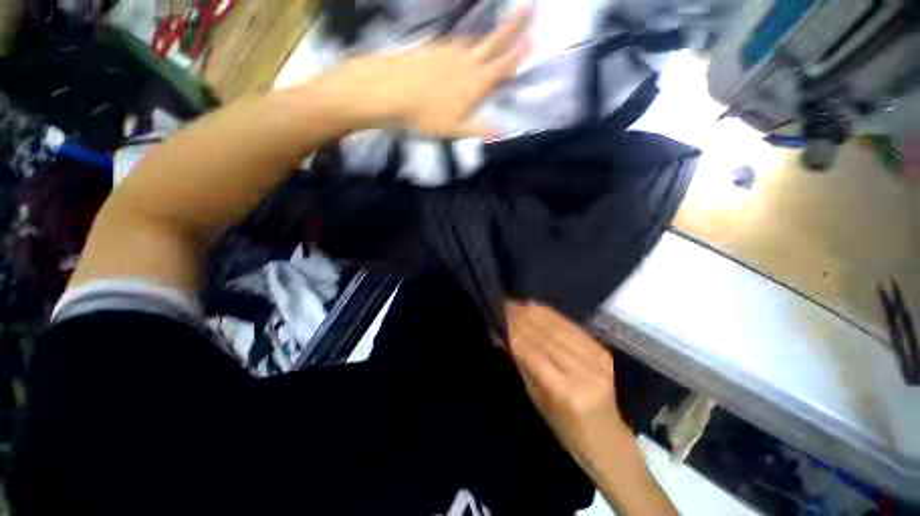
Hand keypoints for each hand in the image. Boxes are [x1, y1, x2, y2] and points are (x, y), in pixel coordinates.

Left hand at [316, 9, 531, 138]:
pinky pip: (456, 43)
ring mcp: (450, 51)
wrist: (392, 91)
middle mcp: (467, 62)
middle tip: (531, 7)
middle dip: (515, 24)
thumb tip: (504, 131)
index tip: (534, 40)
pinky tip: (463, 48)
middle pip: (495, 41)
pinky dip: (465, 44)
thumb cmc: (426, 115)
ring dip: (489, 35)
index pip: (503, 66)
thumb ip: (480, 128)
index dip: (519, 55)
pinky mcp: (434, 48)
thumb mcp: (455, 129)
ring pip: (475, 41)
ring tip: (499, 32)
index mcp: (475, 83)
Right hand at [507, 303, 632, 473]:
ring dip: (535, 313)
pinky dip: (552, 315)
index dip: (516, 332)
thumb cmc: (564, 427)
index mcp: (566, 392)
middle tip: (506, 305)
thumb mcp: (536, 399)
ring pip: (559, 327)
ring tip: (518, 304)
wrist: (606, 437)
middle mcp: (585, 372)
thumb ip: (522, 364)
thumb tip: (503, 336)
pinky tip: (537, 307)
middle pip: (547, 336)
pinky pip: (572, 326)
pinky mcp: (603, 351)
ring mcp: (598, 360)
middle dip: (524, 318)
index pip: (534, 353)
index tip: (501, 316)